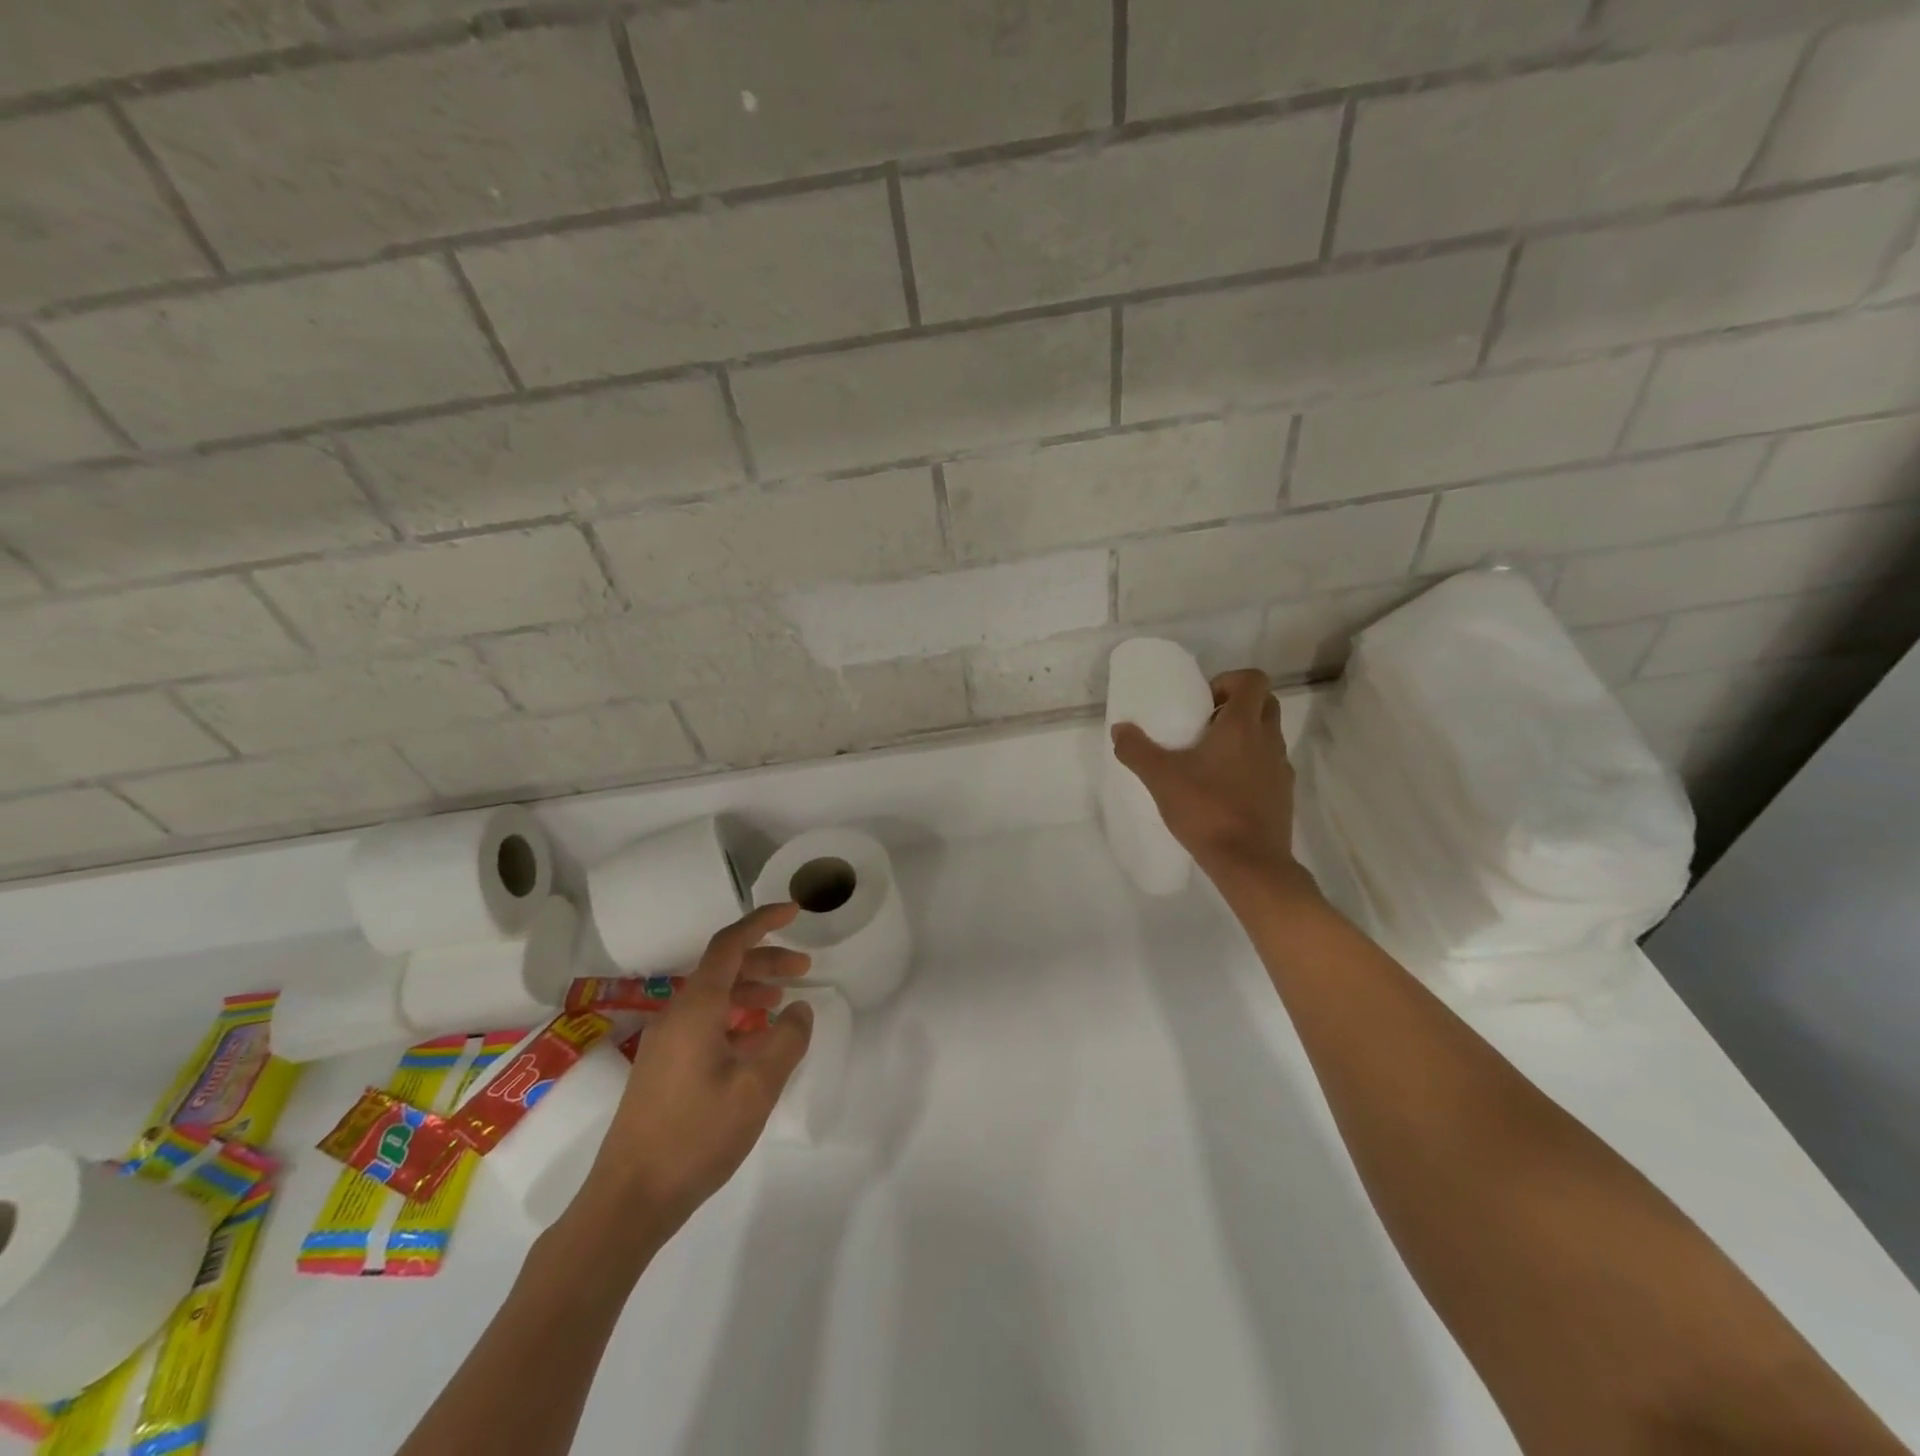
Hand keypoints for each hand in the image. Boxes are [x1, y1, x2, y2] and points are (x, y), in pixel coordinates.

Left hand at [573, 903, 814, 1256]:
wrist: (629, 1198)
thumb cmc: (696, 1136)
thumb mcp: (756, 1087)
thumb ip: (786, 1041)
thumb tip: (801, 1010)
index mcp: (696, 1007)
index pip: (730, 944)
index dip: (763, 921)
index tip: (795, 911)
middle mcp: (677, 1014)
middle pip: (724, 968)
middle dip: (766, 960)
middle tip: (804, 969)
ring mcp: (666, 1041)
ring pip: (714, 996)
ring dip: (751, 990)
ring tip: (785, 1002)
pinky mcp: (664, 1066)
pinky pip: (705, 1022)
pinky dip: (736, 1017)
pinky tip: (756, 1040)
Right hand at [1112, 667, 1300, 882]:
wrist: (1250, 863)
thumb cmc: (1206, 810)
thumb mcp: (1161, 779)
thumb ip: (1137, 750)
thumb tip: (1120, 729)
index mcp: (1242, 726)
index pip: (1253, 679)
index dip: (1229, 681)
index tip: (1203, 702)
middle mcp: (1268, 740)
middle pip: (1265, 703)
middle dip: (1237, 705)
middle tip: (1205, 725)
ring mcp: (1280, 768)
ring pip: (1268, 735)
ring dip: (1244, 736)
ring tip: (1210, 759)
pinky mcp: (1284, 794)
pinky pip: (1269, 765)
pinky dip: (1251, 764)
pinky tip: (1224, 788)